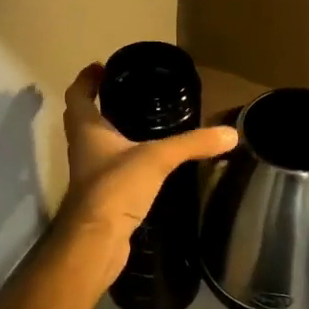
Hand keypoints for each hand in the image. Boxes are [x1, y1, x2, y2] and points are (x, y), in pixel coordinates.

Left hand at [55, 63, 238, 273]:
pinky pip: (111, 169)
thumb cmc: (116, 187)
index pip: (77, 95)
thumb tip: (230, 133)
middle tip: (124, 92)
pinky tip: (146, 162)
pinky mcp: (102, 196)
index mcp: (87, 129)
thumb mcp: (157, 158)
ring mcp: (90, 174)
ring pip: (96, 145)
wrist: (97, 241)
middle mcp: (83, 148)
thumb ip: (192, 144)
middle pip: (83, 118)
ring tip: (140, 122)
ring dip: (111, 132)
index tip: (101, 67)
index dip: (86, 79)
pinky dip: (123, 159)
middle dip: (98, 103)